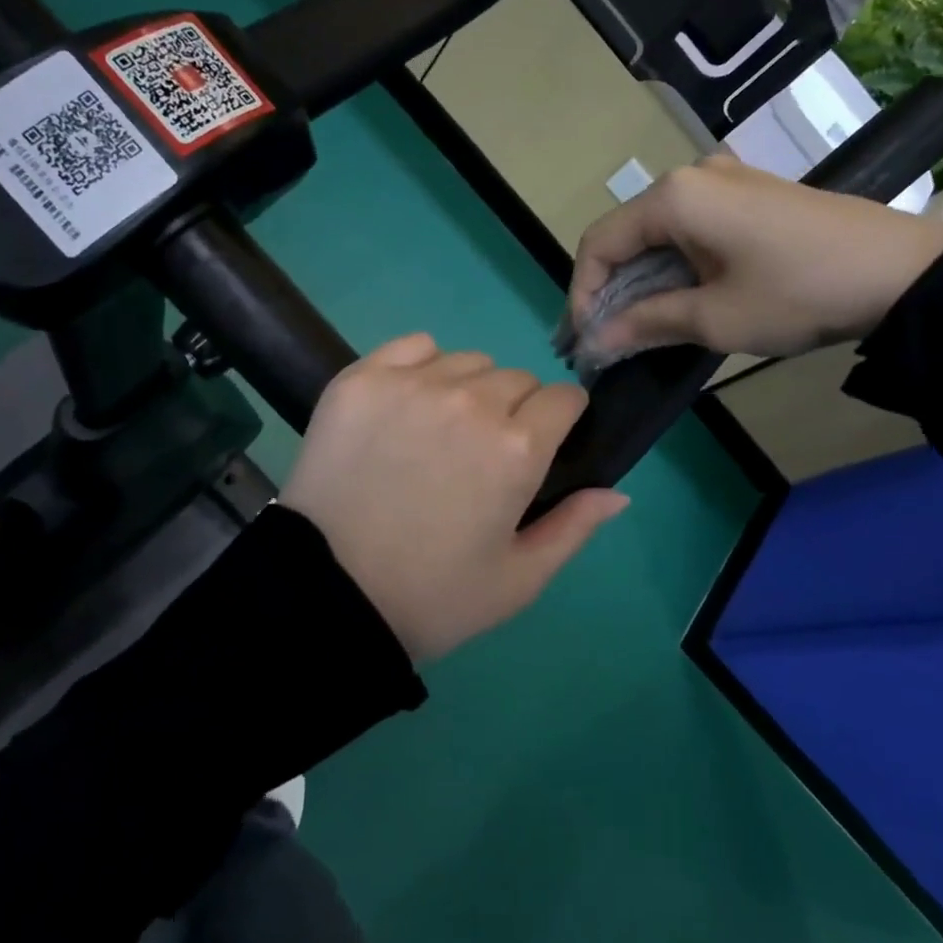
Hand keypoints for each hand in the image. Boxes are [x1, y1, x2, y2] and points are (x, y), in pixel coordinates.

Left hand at [280, 334, 629, 662]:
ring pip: (468, 361)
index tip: (542, 445)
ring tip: (440, 432)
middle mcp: (471, 401)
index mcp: (517, 448)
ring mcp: (412, 384)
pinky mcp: (363, 378)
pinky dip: (421, 366)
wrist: (325, 595)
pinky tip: (407, 405)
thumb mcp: (518, 580)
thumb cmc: (431, 596)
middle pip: (517, 379)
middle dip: (514, 410)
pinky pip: (414, 346)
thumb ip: (574, 528)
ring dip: (469, 388)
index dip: (560, 421)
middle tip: (482, 455)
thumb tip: (618, 493)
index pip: (564, 399)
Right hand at [569, 155, 942, 359]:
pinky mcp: (749, 196)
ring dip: (640, 281)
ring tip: (633, 328)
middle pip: (626, 235)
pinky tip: (676, 299)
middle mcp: (691, 176)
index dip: (581, 294)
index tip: (582, 341)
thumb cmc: (797, 294)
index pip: (600, 243)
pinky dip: (673, 267)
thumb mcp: (714, 318)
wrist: (902, 273)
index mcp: (674, 197)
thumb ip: (644, 323)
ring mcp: (724, 181)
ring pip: (657, 234)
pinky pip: (690, 229)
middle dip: (608, 290)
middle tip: (601, 340)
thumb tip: (595, 342)